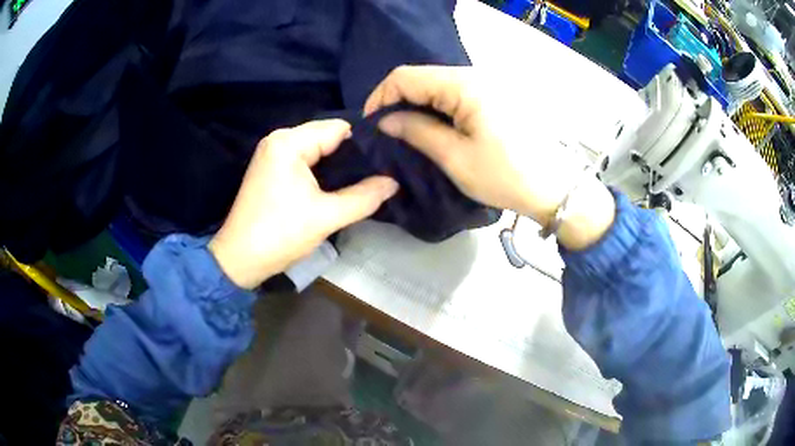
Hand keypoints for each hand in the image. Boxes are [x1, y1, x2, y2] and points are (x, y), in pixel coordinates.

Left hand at [209, 120, 398, 288]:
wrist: (239, 259)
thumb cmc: (280, 234)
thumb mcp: (327, 217)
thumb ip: (364, 197)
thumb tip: (394, 182)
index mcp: (289, 142)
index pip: (339, 129)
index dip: (364, 144)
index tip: (386, 162)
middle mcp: (279, 139)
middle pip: (327, 136)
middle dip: (351, 155)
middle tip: (378, 174)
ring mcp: (272, 153)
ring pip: (317, 148)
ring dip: (337, 164)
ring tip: (363, 180)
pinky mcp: (270, 168)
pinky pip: (304, 159)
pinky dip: (321, 169)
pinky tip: (336, 185)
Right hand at [364, 66, 614, 249]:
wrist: (555, 188)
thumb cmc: (505, 176)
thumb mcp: (455, 157)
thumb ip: (416, 131)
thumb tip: (386, 120)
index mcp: (464, 85)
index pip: (406, 76)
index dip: (381, 96)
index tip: (371, 124)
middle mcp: (475, 75)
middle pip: (422, 77)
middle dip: (398, 101)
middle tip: (388, 131)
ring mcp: (488, 84)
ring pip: (438, 85)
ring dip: (418, 105)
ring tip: (408, 132)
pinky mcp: (496, 96)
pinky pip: (457, 93)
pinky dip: (439, 108)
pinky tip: (435, 128)